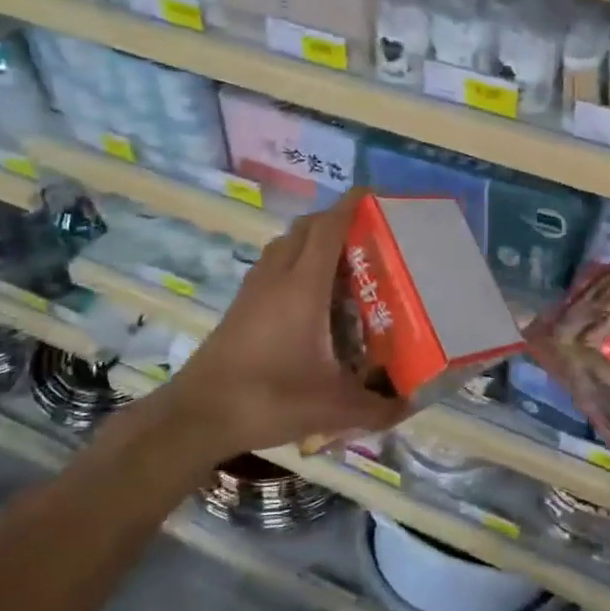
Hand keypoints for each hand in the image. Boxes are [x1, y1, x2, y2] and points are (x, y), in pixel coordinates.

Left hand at [164, 191, 405, 458]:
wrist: (199, 415)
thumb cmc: (269, 398)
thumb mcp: (332, 407)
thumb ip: (377, 407)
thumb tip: (410, 406)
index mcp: (303, 287)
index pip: (328, 228)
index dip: (351, 206)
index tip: (374, 195)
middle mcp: (277, 277)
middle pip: (305, 228)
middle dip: (335, 220)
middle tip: (368, 235)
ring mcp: (253, 290)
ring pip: (284, 244)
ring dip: (312, 240)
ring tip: (343, 262)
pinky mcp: (240, 306)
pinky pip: (272, 266)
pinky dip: (294, 262)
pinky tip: (309, 295)